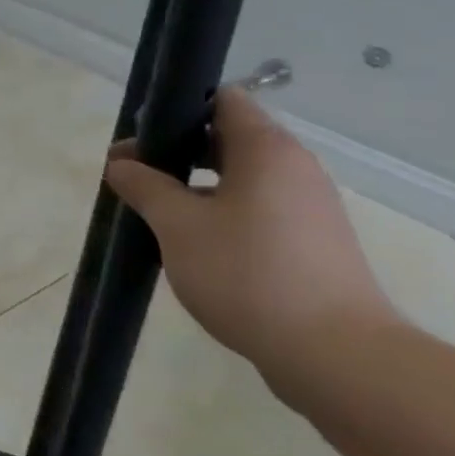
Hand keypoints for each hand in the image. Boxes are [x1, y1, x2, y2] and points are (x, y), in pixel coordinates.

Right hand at [104, 87, 394, 369]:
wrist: (334, 355)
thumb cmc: (247, 274)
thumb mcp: (178, 226)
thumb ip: (145, 187)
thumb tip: (120, 165)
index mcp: (267, 150)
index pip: (222, 100)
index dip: (177, 110)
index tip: (138, 137)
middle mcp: (294, 169)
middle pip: (228, 138)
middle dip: (175, 151)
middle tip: (131, 175)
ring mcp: (308, 208)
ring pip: (240, 177)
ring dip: (194, 186)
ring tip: (152, 211)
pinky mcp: (310, 243)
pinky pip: (256, 209)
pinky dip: (219, 212)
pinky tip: (189, 243)